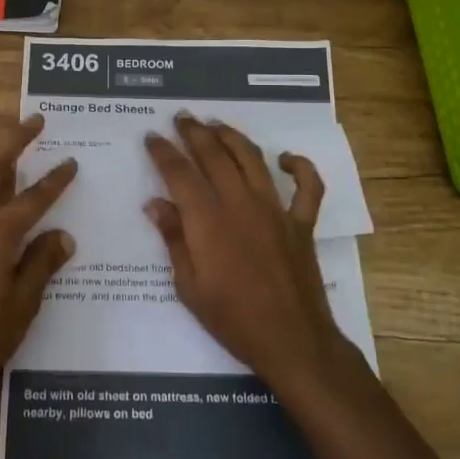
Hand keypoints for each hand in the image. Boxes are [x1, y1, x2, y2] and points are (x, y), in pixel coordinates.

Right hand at [144, 114, 344, 393]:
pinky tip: (286, 159)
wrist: (292, 341)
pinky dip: (299, 167)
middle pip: (214, 155)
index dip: (163, 152)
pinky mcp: (302, 223)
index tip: (152, 137)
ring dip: (232, 136)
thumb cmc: (233, 319)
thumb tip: (155, 204)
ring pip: (252, 159)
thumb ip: (174, 240)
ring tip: (216, 124)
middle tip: (182, 117)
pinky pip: (307, 187)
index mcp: (208, 221)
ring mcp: (275, 210)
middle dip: (194, 132)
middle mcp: (241, 204)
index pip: (179, 174)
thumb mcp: (189, 287)